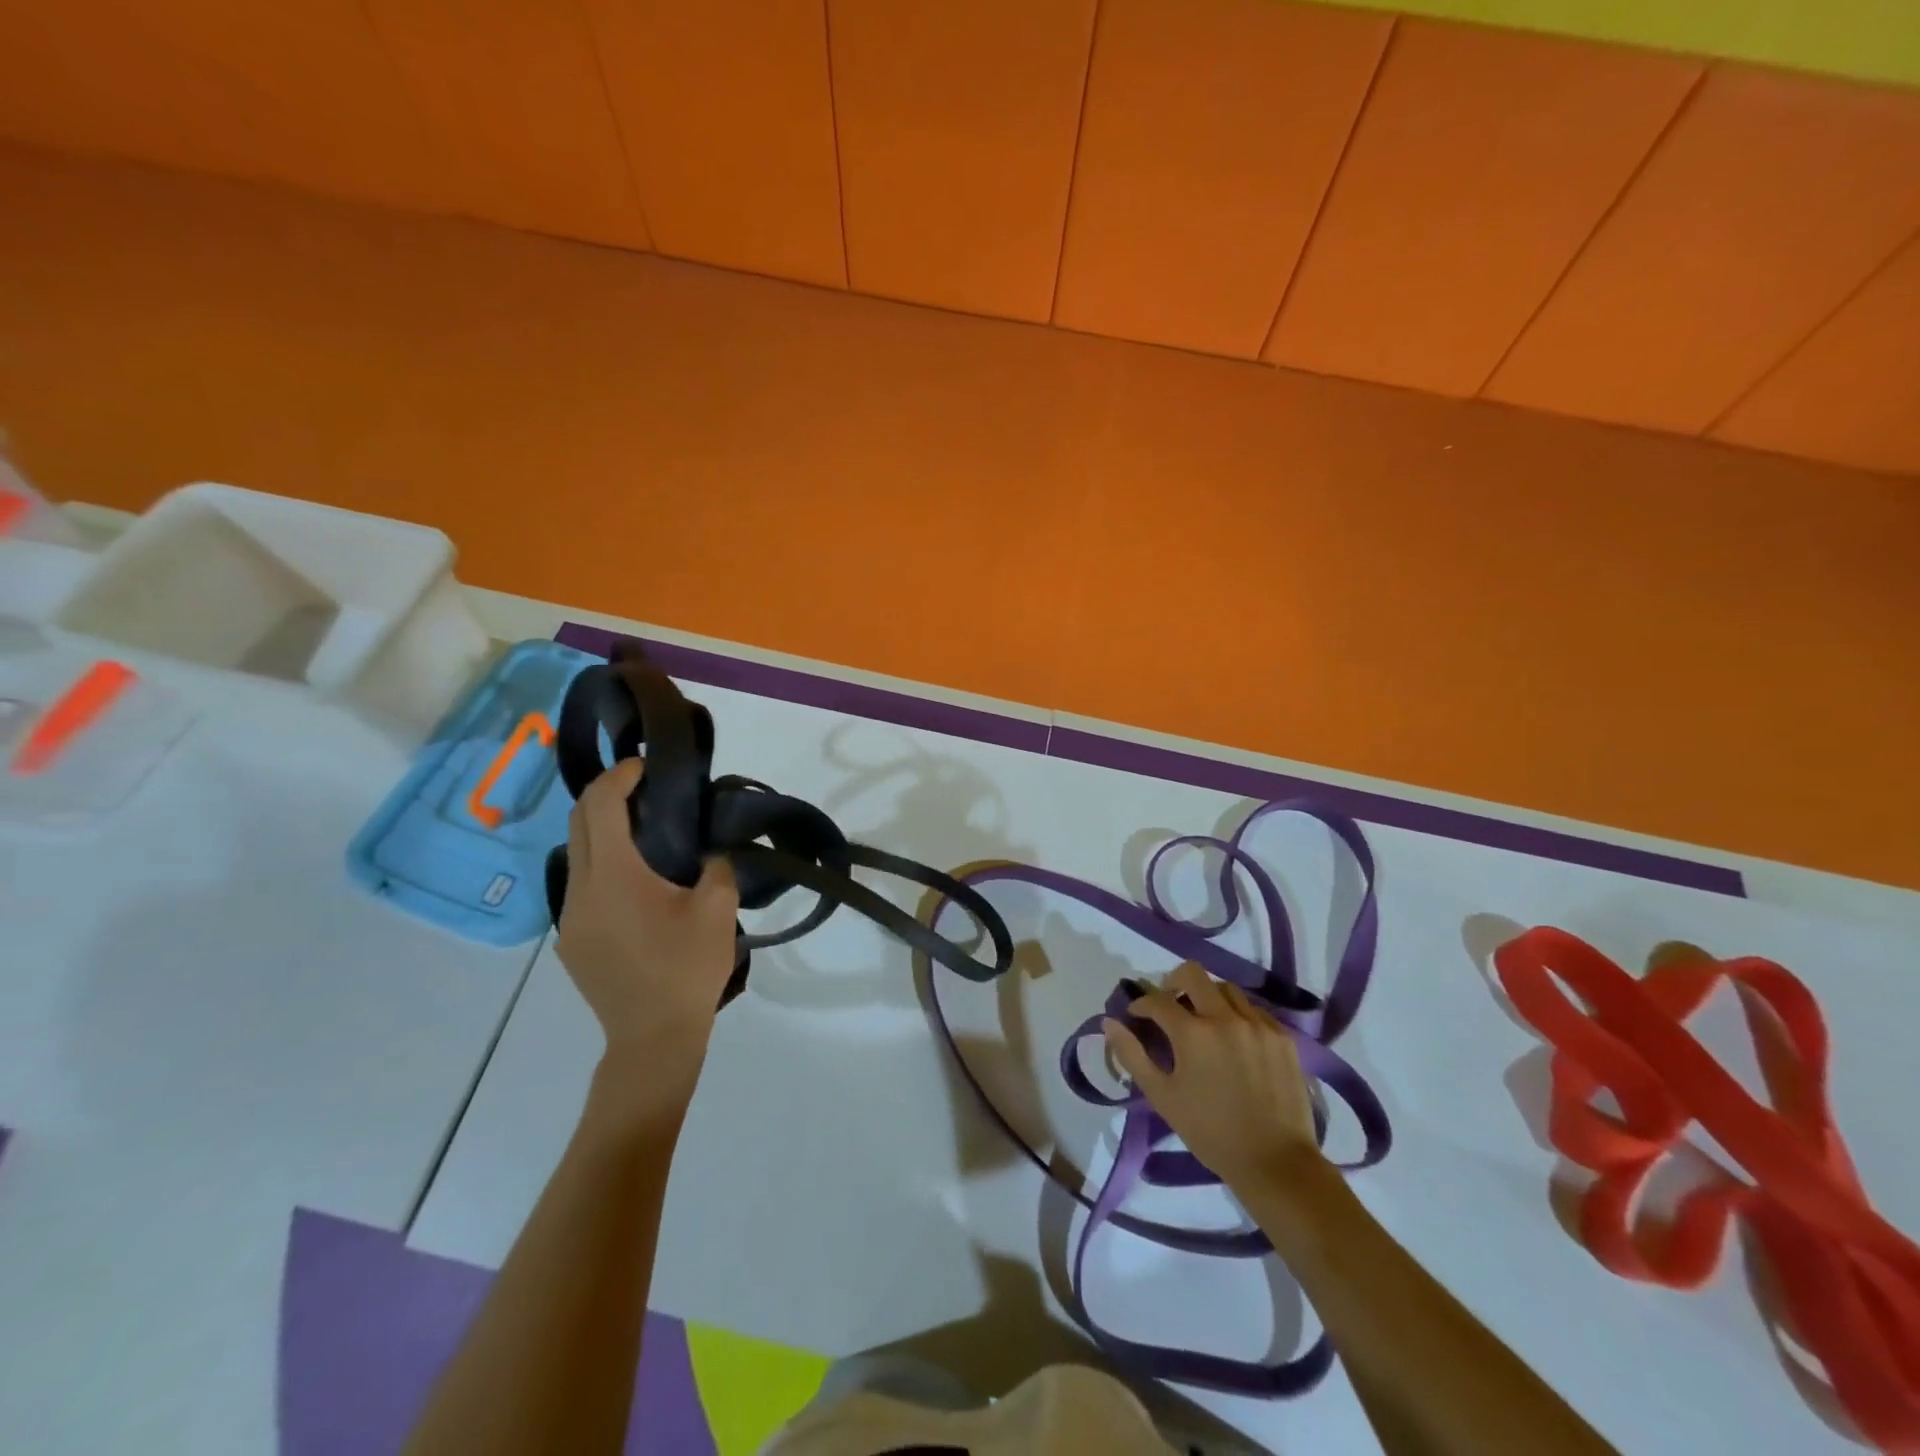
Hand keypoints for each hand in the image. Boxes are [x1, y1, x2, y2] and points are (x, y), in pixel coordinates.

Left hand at [555, 758, 739, 1110]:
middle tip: (644, 788)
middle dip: (606, 795)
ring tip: (646, 833)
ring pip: (577, 855)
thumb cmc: (687, 969)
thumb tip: (709, 849)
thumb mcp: (718, 910)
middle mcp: (581, 890)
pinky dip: (603, 865)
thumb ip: (717, 866)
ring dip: (603, 831)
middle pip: (578, 823)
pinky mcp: (571, 941)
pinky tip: (637, 885)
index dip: (619, 776)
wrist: (652, 1039)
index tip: (646, 765)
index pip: (601, 806)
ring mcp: (569, 919)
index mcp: (614, 877)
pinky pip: (581, 886)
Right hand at [1103, 962, 1322, 1193]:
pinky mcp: (1282, 1037)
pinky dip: (1237, 1014)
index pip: (1157, 1000)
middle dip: (1173, 983)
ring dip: (1208, 997)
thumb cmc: (1210, 1132)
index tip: (1137, 1016)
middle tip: (1170, 1006)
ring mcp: (1258, 1024)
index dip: (1141, 1004)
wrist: (1275, 1162)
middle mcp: (1225, 1017)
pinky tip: (1235, 1039)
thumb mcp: (1162, 1097)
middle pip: (1192, 973)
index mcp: (1192, 1033)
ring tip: (1205, 1022)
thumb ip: (1132, 1055)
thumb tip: (1109, 1023)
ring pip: (1225, 988)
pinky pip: (1254, 1009)